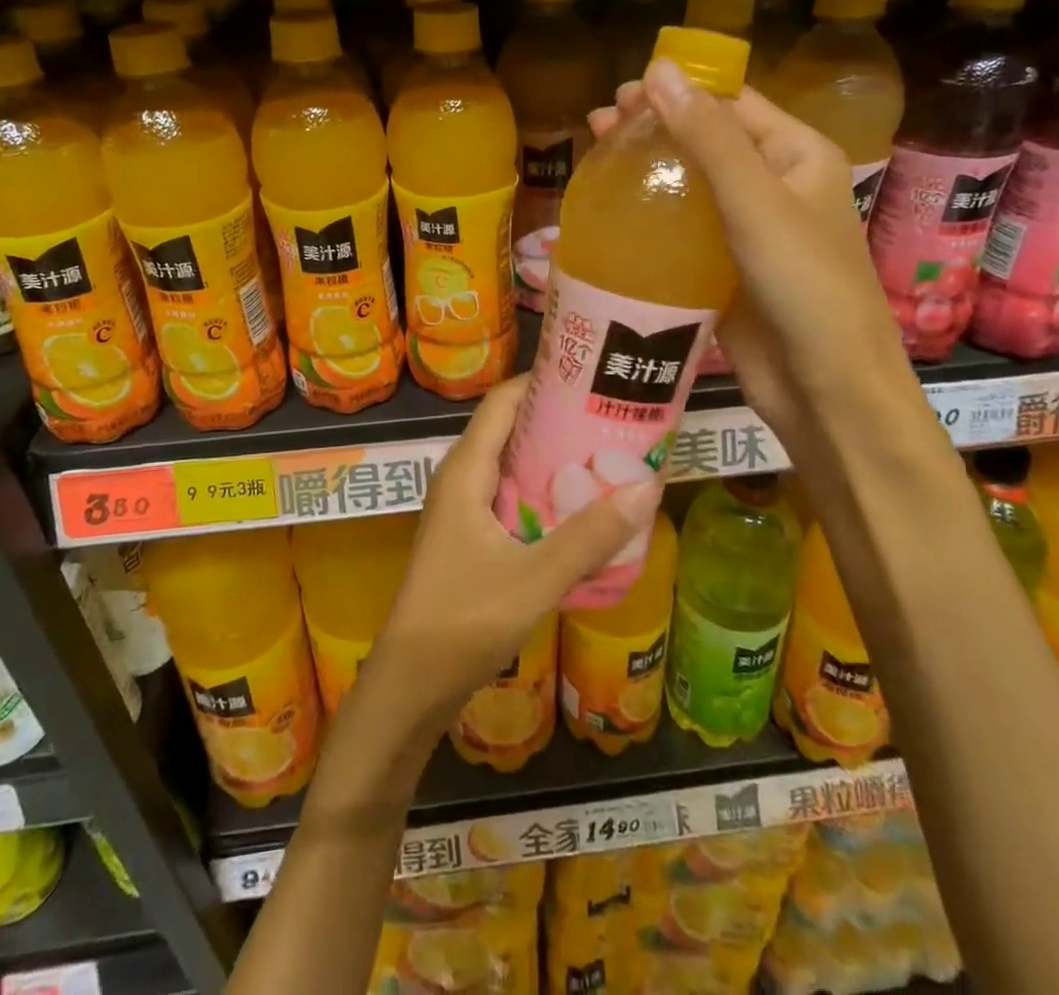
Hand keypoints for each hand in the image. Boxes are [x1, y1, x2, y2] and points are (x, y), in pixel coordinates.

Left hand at [371, 375, 659, 727]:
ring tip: (607, 452)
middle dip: (558, 418)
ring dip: (553, 456)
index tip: (592, 375)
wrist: (411, 683)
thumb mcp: (534, 578)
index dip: (542, 380)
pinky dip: (543, 490)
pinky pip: (510, 495)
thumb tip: (647, 485)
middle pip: (510, 428)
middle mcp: (461, 479)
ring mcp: (463, 508)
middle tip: (613, 414)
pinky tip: (580, 506)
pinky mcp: (470, 536)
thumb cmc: (463, 620)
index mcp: (465, 470)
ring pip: (511, 464)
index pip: (503, 401)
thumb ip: (589, 536)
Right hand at [590, 59, 910, 446]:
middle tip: (598, 124)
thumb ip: (708, 138)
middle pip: (707, 142)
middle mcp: (774, 187)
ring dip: (648, 170)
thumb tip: (658, 70)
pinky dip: (651, 217)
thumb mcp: (756, 201)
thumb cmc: (804, 284)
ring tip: (596, 159)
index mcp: (797, 156)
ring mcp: (747, 232)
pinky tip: (614, 214)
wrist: (825, 386)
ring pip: (690, 187)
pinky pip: (683, 232)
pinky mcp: (724, 270)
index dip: (680, 90)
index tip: (622, 90)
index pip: (734, 104)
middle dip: (656, 128)